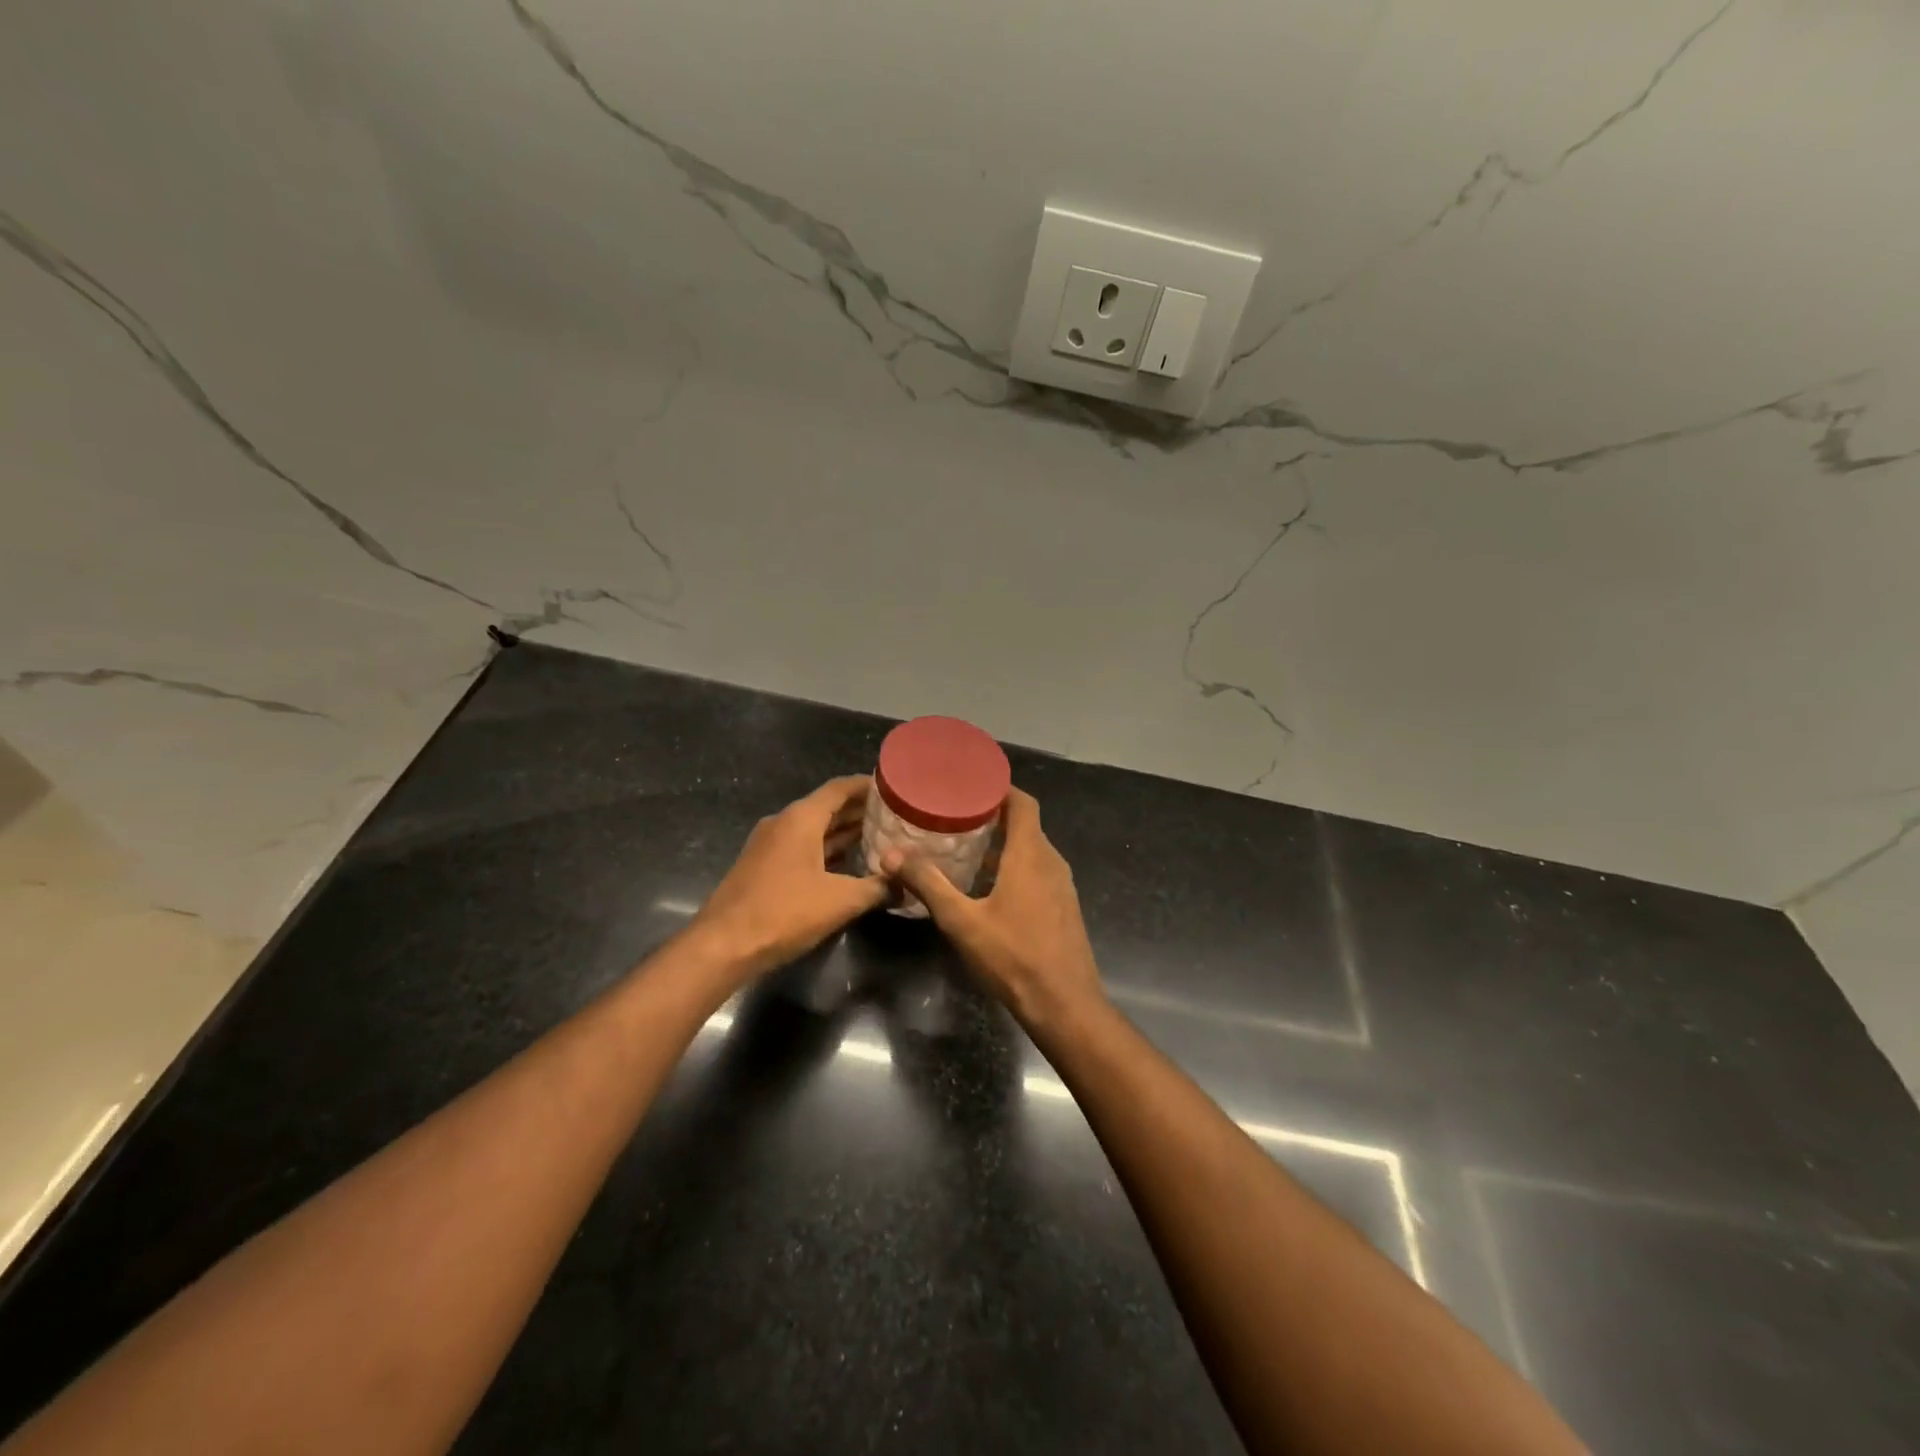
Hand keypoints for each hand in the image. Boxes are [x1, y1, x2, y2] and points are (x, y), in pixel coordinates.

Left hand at [689, 776, 889, 982]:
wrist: (723, 945)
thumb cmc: (784, 912)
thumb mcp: (840, 901)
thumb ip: (877, 888)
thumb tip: (906, 885)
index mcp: (801, 818)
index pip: (840, 788)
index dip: (868, 786)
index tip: (896, 789)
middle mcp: (783, 823)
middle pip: (828, 807)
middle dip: (861, 811)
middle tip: (896, 817)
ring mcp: (770, 844)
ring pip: (815, 829)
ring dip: (844, 832)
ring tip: (880, 838)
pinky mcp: (764, 866)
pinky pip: (802, 847)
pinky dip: (826, 850)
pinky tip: (849, 865)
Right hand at [882, 787, 1104, 1032]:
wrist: (1065, 1005)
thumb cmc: (1013, 957)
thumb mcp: (962, 921)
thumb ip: (928, 884)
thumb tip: (891, 855)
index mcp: (1031, 854)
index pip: (1023, 802)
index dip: (1000, 788)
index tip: (970, 784)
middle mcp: (1051, 862)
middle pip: (1025, 825)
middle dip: (993, 817)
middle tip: (954, 816)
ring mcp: (1062, 886)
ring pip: (1032, 851)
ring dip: (1002, 845)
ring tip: (965, 848)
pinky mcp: (1063, 907)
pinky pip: (1038, 872)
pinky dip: (1014, 867)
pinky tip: (987, 887)